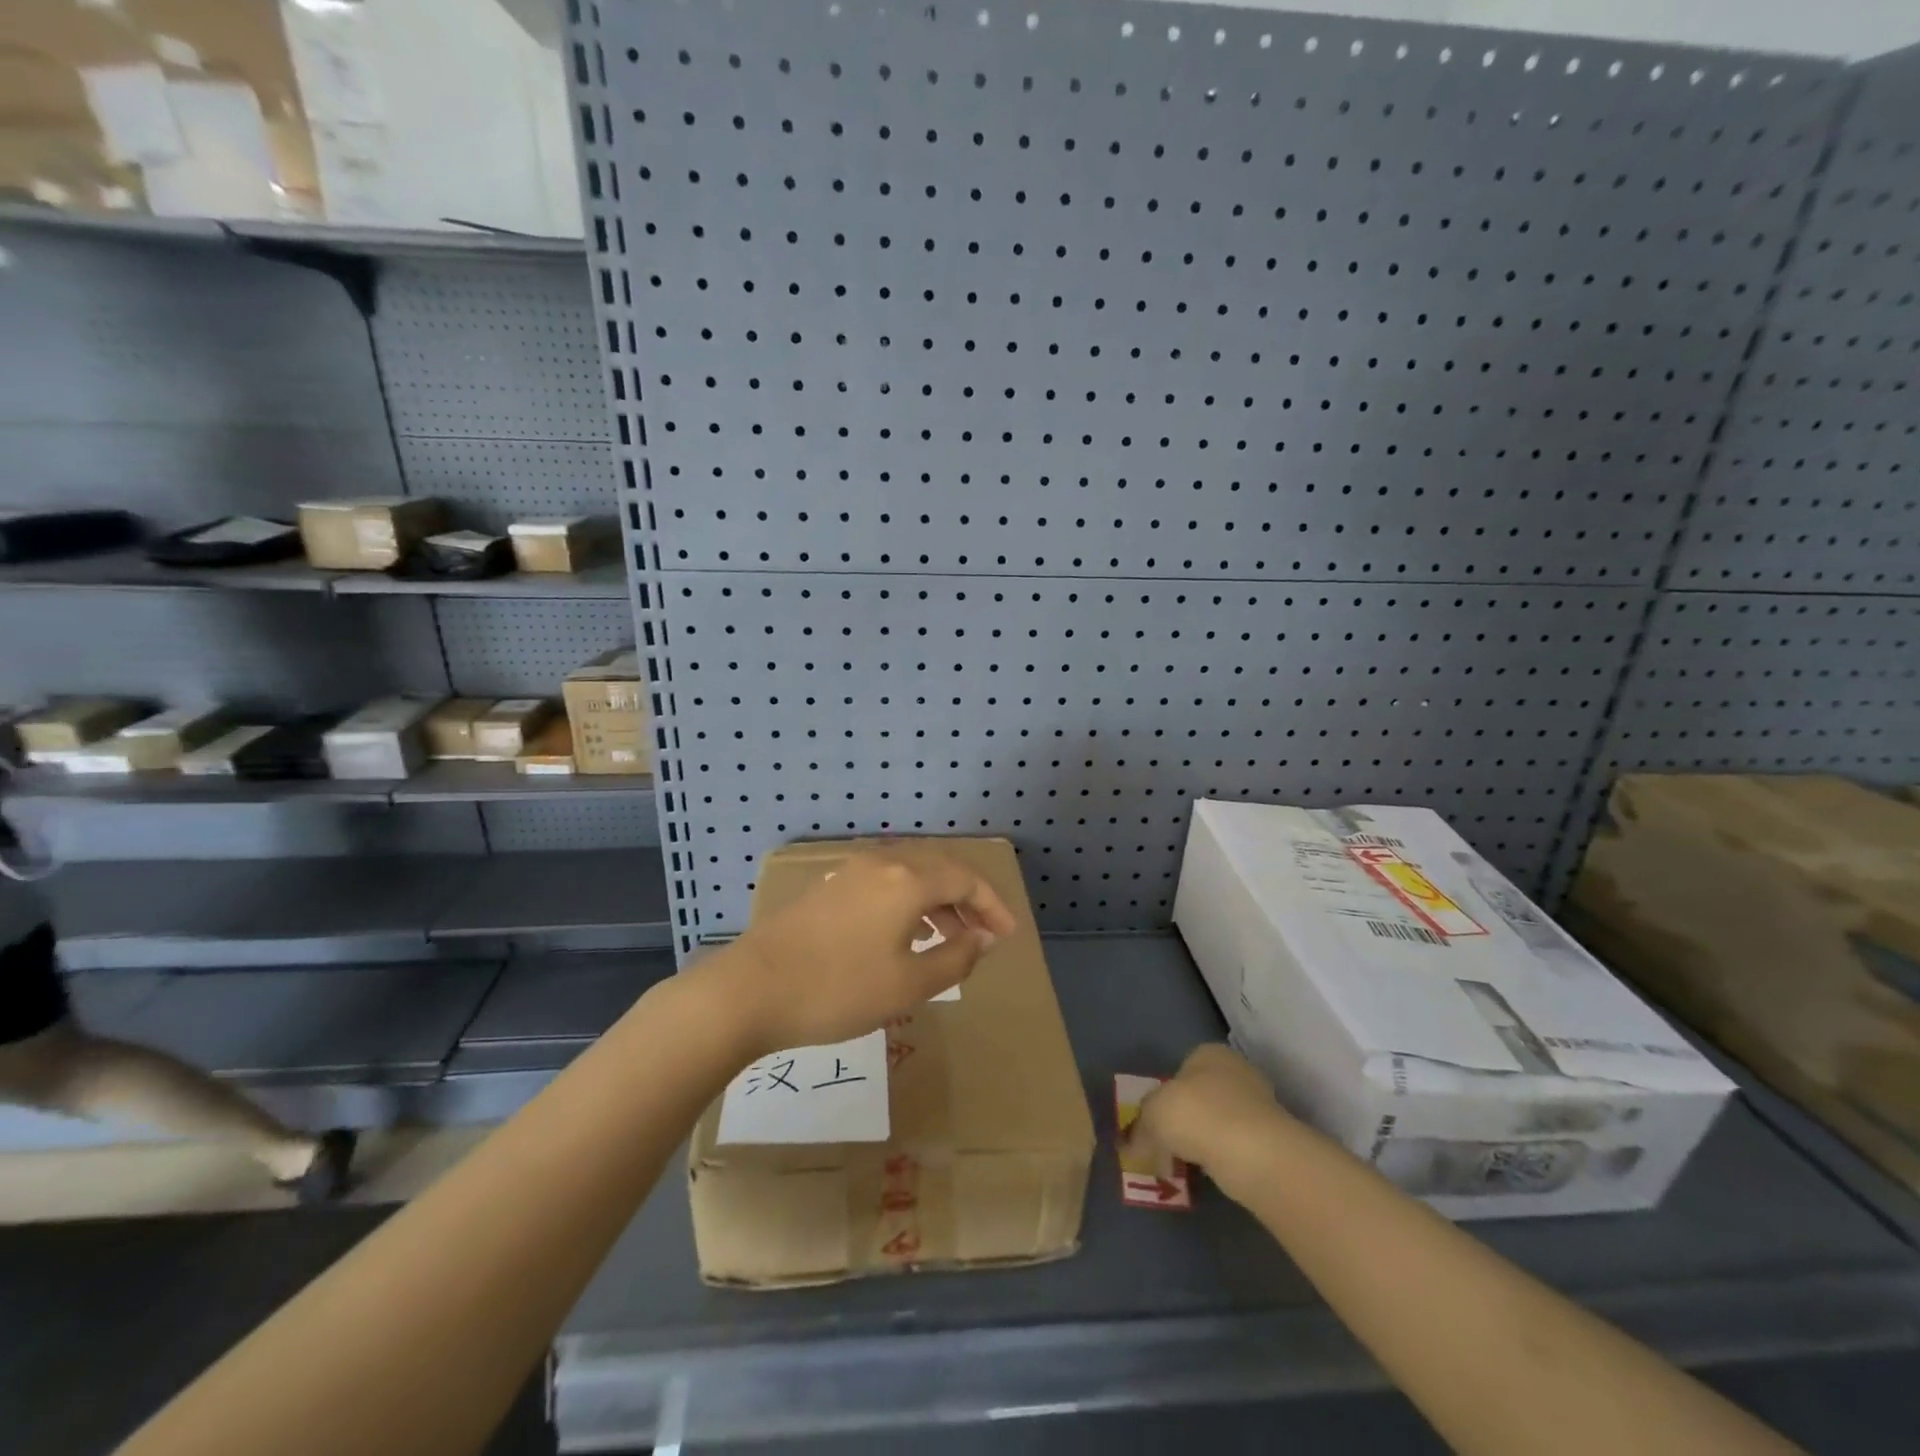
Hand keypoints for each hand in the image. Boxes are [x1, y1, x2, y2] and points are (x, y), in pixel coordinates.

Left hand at [712, 846, 1017, 1053]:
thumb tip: (983, 938)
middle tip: (984, 935)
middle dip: (966, 901)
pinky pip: (883, 886)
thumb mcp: (908, 984)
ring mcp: (849, 873)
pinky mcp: (827, 890)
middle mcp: (880, 864)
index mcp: (906, 879)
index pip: (965, 880)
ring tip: (949, 939)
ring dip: (936, 903)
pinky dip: (907, 905)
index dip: (992, 905)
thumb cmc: (838, 988)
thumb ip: (956, 958)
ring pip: (908, 877)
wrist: (750, 990)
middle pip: (938, 870)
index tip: (1008, 936)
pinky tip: (903, 937)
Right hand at [1127, 1044, 1294, 1194]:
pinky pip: (1235, 1148)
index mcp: (1209, 1053)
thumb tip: (1131, 1147)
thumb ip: (1140, 1127)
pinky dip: (1221, 1160)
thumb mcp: (1152, 1114)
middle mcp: (1237, 1072)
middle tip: (1166, 1147)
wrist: (1252, 1154)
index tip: (1154, 1123)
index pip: (1181, 1069)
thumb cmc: (1197, 1115)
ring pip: (1218, 1124)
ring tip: (1184, 1167)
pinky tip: (1208, 1175)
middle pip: (1200, 1096)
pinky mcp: (1271, 1141)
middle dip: (1184, 1121)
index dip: (1164, 1096)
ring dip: (1202, 1142)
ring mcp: (1259, 1106)